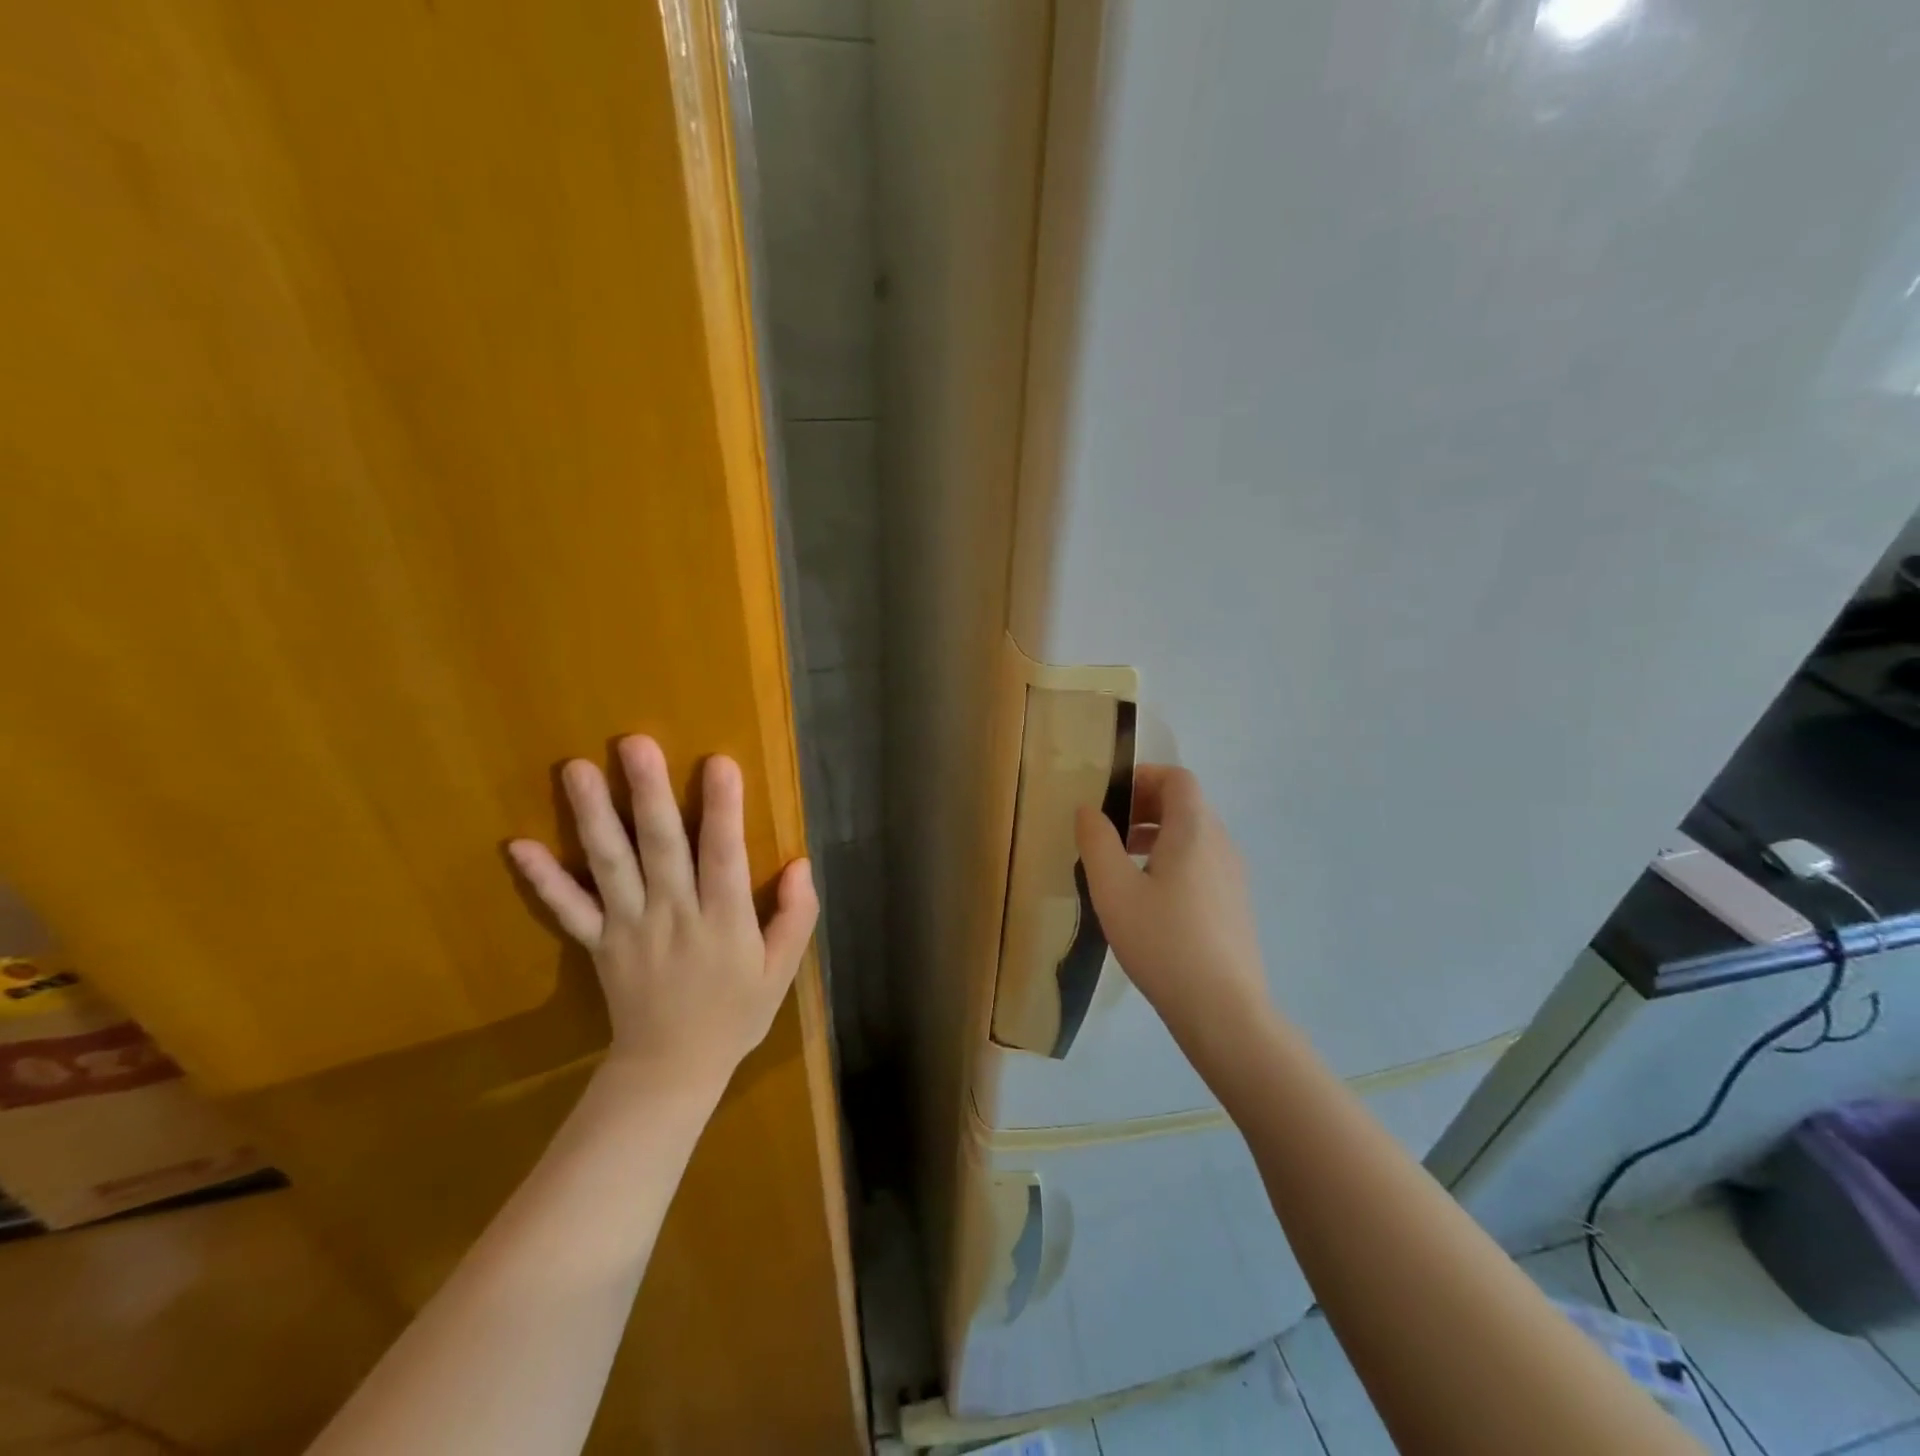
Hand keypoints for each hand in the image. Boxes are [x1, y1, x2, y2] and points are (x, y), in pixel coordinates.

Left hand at [507, 735, 816, 1094]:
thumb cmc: (735, 1013)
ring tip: (577, 770)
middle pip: (660, 848)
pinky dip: (543, 880)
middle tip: (633, 743)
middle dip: (648, 794)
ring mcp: (629, 928)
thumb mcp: (781, 971)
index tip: (718, 762)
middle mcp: (673, 915)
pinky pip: (568, 910)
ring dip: (593, 817)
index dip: (722, 810)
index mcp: (723, 921)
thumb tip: (801, 863)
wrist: (671, 1069)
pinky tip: (518, 846)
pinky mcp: (598, 943)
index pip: (724, 856)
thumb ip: (795, 916)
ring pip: (611, 866)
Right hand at [1075, 765, 1273, 1052]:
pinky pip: (1203, 863)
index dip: (1144, 776)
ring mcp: (1234, 876)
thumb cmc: (1163, 941)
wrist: (1223, 1010)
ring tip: (1122, 862)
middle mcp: (1221, 844)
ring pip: (1195, 836)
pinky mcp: (1235, 905)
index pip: (1178, 779)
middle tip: (1108, 828)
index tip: (1110, 796)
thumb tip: (1088, 809)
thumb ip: (1097, 841)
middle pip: (1187, 805)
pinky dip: (1174, 860)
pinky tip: (1149, 898)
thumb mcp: (1113, 889)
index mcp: (1194, 830)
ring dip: (1158, 835)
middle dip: (1145, 806)